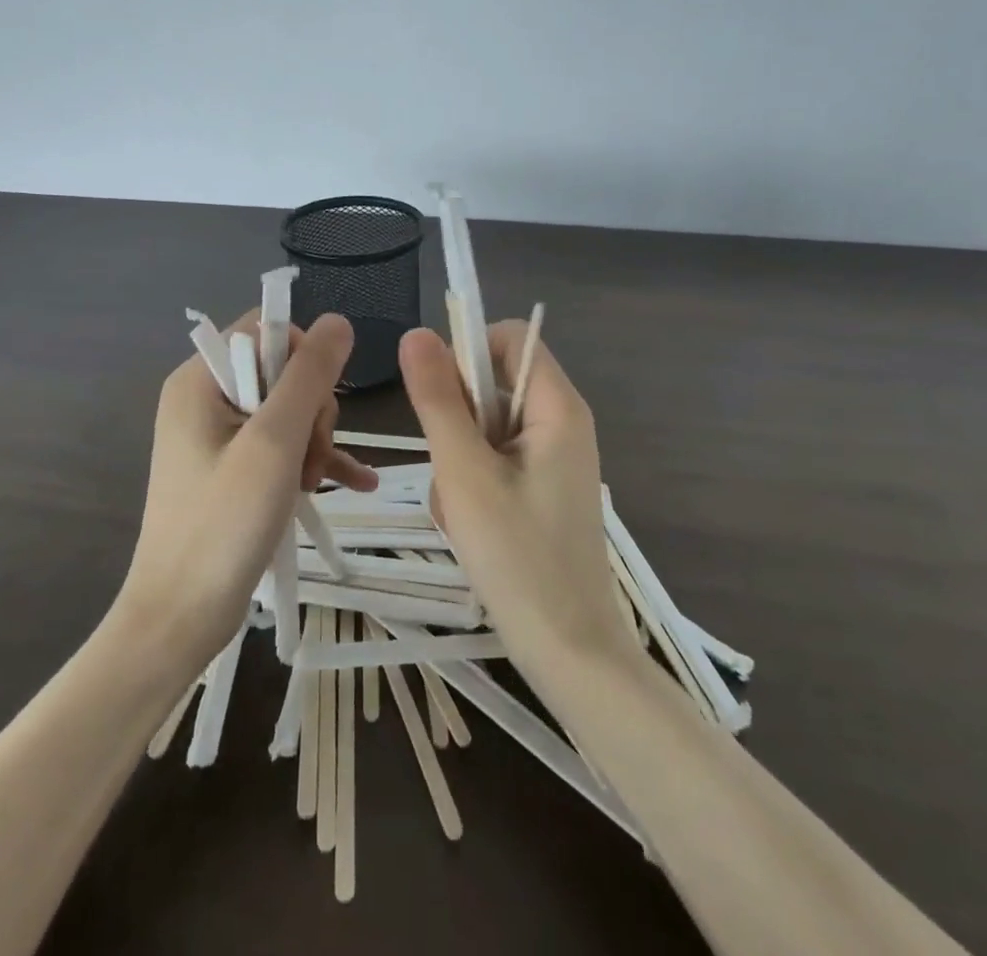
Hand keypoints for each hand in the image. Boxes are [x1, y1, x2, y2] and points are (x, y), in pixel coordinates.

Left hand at [115, 311, 376, 678]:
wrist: (179, 620)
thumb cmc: (223, 524)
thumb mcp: (275, 442)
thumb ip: (309, 376)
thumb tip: (338, 321)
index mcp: (200, 380)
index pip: (264, 330)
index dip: (302, 357)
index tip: (317, 402)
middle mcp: (204, 399)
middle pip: (282, 372)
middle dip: (311, 411)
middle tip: (310, 458)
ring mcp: (217, 438)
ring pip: (289, 411)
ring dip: (314, 442)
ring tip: (314, 484)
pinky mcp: (231, 470)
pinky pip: (281, 447)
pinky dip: (313, 461)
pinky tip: (358, 483)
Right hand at [399, 322, 638, 692]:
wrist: (570, 654)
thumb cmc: (518, 558)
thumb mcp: (465, 473)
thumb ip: (438, 400)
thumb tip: (417, 333)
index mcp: (557, 406)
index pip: (509, 338)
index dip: (467, 352)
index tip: (436, 398)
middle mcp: (562, 423)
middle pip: (493, 385)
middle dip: (457, 422)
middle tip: (450, 473)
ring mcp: (552, 460)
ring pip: (485, 429)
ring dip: (459, 462)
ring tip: (462, 513)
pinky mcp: (542, 491)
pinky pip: (495, 463)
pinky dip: (473, 487)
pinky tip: (472, 529)